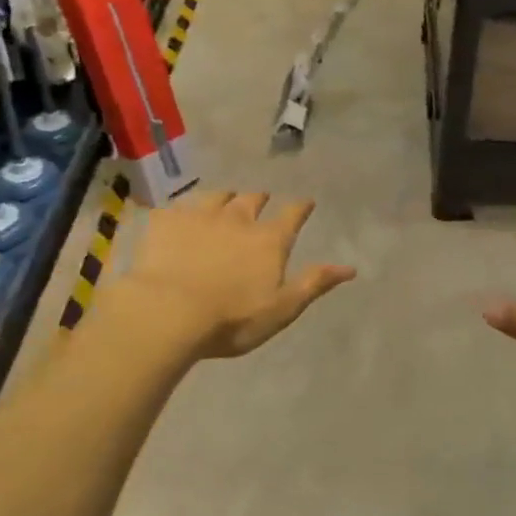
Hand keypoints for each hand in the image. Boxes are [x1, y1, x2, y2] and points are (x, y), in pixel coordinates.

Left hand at [123, 192, 354, 357]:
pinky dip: (184, 210)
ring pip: (217, 196)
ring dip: (225, 198)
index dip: (300, 207)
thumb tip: (350, 268)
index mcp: (269, 240)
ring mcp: (199, 216)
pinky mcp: (165, 222)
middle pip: (252, 200)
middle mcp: (238, 219)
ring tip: (224, 202)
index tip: (306, 202)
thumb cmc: (230, 319)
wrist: (166, 313)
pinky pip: (177, 206)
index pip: (292, 215)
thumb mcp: (281, 308)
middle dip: (260, 199)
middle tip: (261, 201)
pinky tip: (179, 216)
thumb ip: (313, 284)